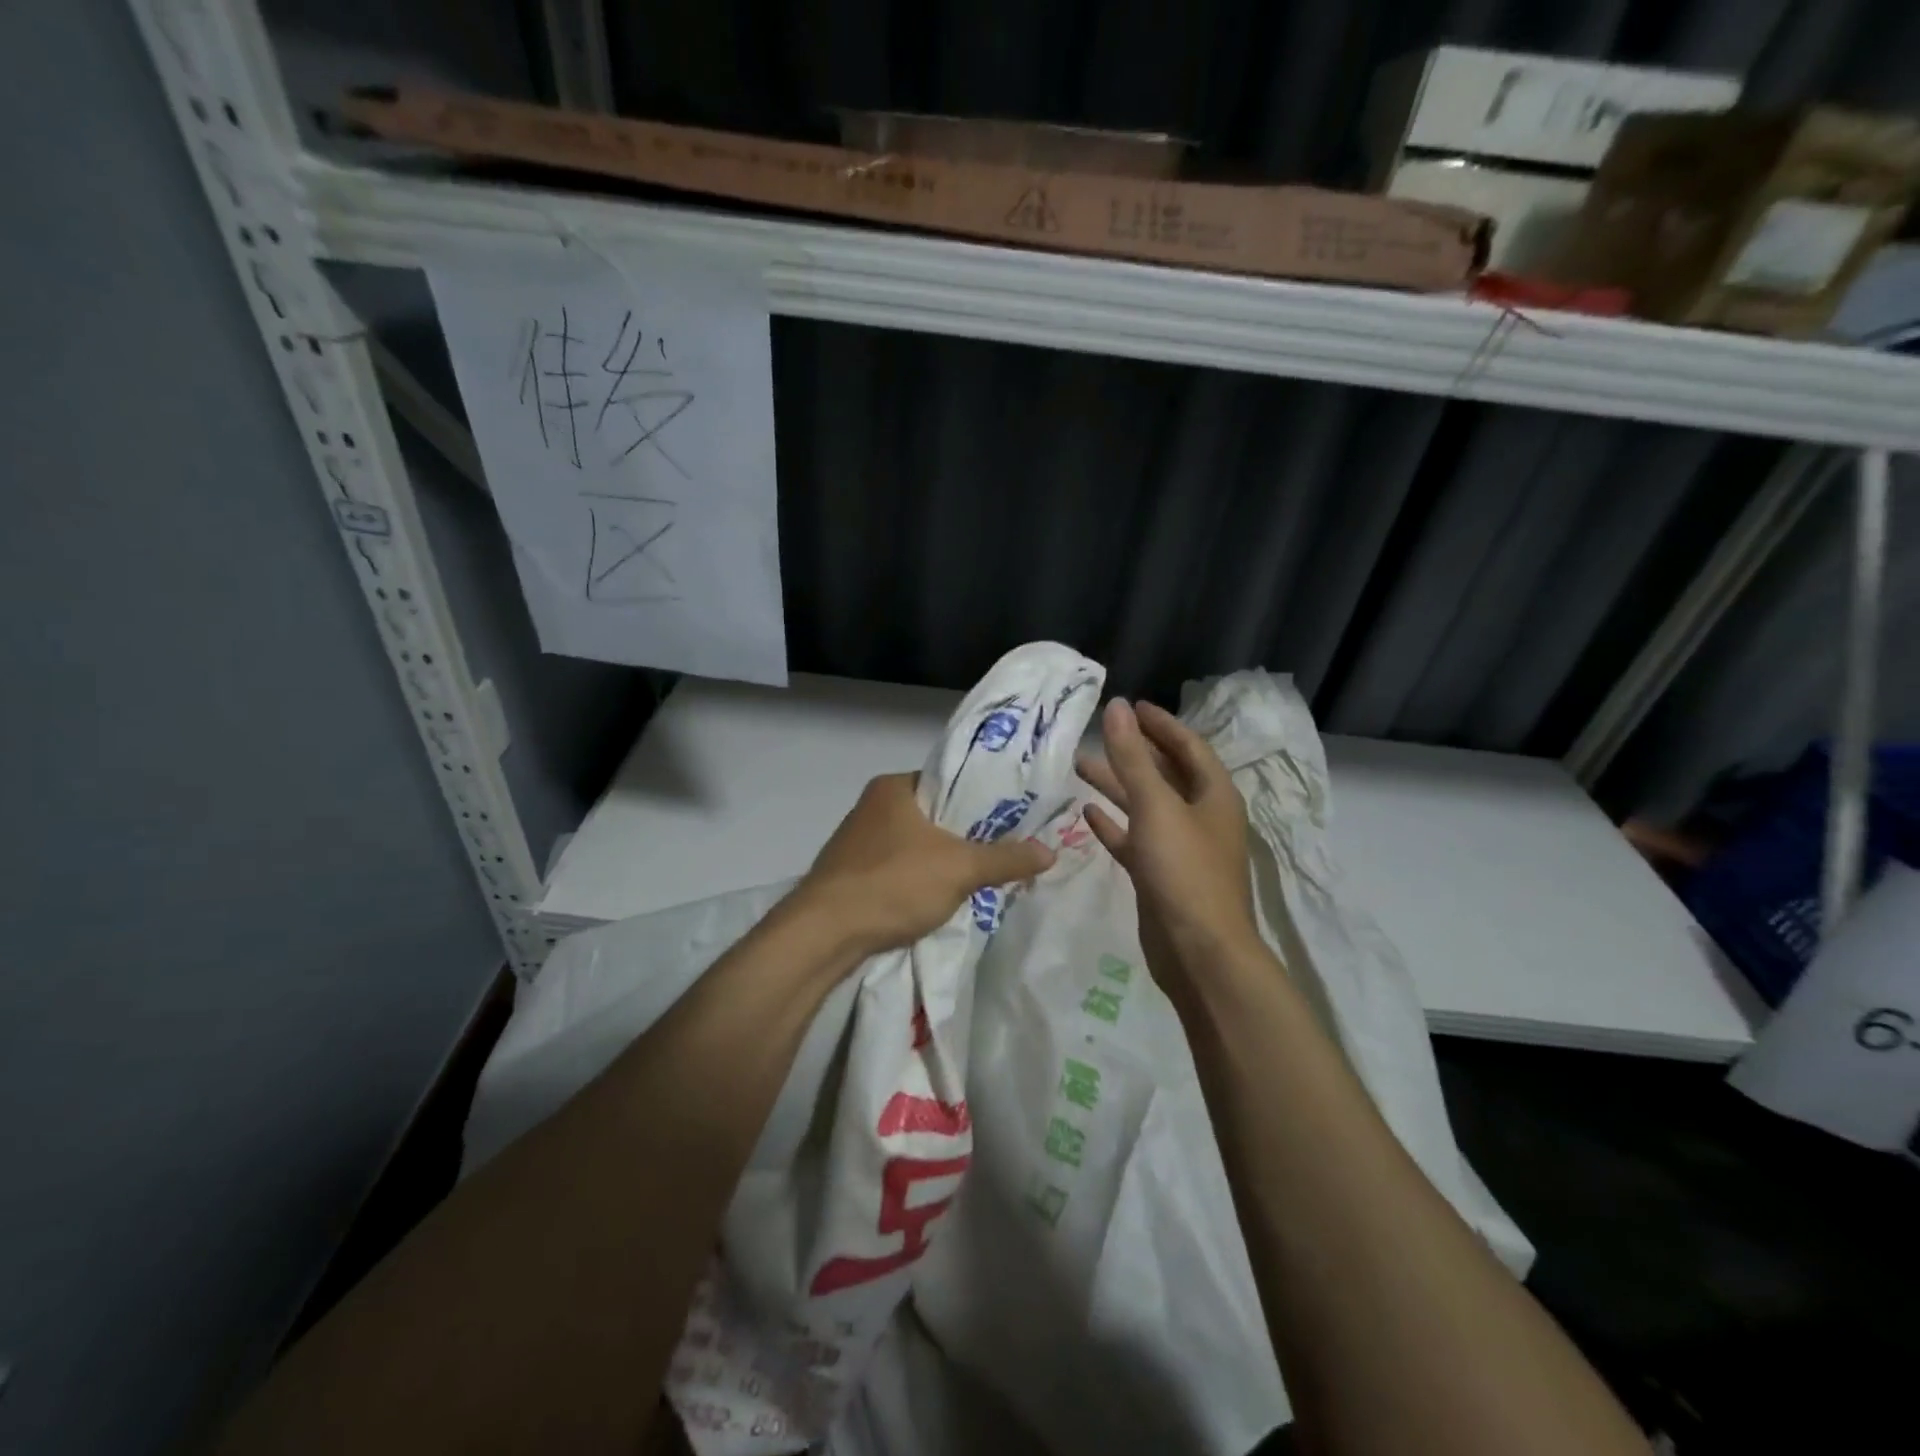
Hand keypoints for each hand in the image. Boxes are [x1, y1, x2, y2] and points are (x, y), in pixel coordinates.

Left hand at [794, 773, 1055, 959]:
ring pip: (916, 846)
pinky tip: (938, 899)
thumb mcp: (960, 869)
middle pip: (934, 816)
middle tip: (1003, 851)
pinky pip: (897, 870)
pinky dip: (918, 881)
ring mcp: (857, 842)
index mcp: (893, 787)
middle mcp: (872, 806)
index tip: (1012, 819)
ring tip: (979, 877)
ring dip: (942, 862)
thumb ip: (1006, 858)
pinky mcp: (849, 875)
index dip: (982, 800)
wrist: (823, 934)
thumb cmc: (893, 883)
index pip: (949, 782)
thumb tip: (1050, 851)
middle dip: (966, 836)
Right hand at [1076, 699, 1259, 989]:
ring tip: (1079, 766)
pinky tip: (1087, 813)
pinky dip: (1114, 825)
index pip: (1188, 746)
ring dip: (1117, 786)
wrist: (1199, 952)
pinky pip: (1135, 840)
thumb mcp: (1156, 807)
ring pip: (1146, 806)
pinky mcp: (1160, 876)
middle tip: (1099, 733)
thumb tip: (1117, 707)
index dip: (1161, 724)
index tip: (1132, 706)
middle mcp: (1200, 817)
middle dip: (1133, 753)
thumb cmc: (1185, 871)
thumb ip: (1133, 758)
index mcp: (1213, 795)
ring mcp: (1181, 848)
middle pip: (1165, 774)